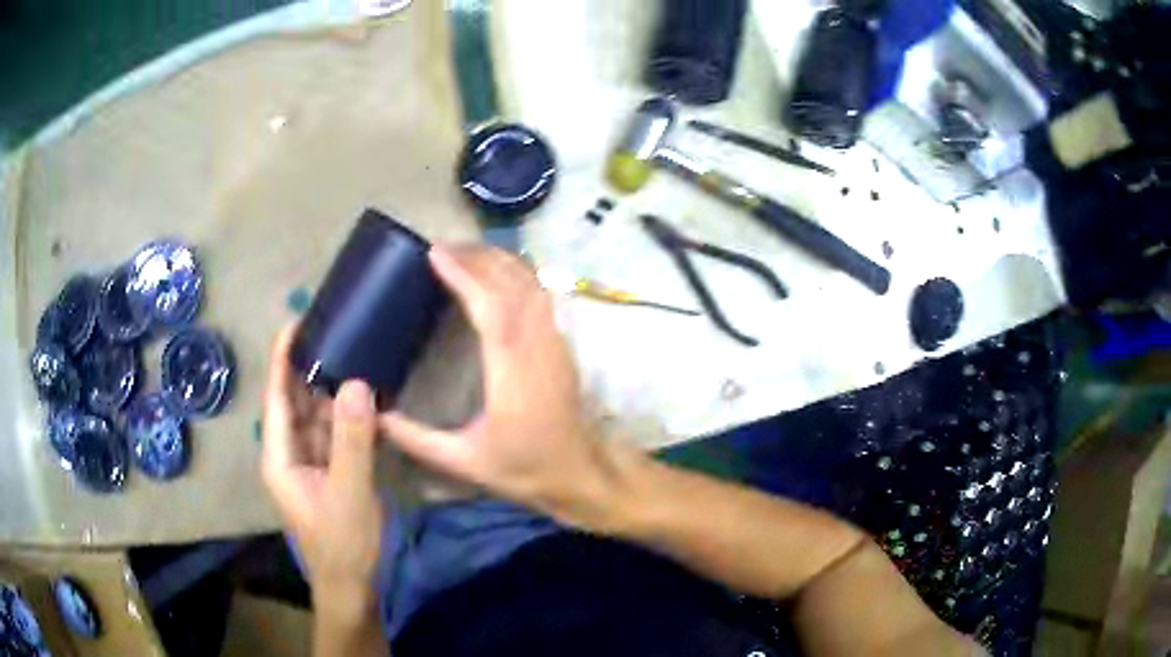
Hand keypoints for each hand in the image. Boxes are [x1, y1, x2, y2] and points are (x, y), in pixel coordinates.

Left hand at [261, 326, 383, 616]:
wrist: (353, 586)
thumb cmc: (343, 543)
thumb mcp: (349, 491)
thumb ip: (352, 439)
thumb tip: (356, 383)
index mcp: (280, 456)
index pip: (277, 396)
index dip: (283, 358)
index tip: (295, 321)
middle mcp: (289, 454)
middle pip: (296, 402)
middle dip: (311, 368)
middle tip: (336, 330)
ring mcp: (310, 464)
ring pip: (317, 418)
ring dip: (333, 391)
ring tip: (354, 354)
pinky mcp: (329, 473)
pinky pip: (335, 435)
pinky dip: (348, 417)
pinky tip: (367, 398)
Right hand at [380, 246, 624, 524]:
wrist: (580, 473)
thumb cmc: (525, 468)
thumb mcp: (465, 462)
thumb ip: (417, 439)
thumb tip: (376, 414)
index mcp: (513, 371)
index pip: (490, 306)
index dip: (464, 275)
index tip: (435, 253)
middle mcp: (538, 346)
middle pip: (512, 283)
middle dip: (478, 257)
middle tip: (441, 246)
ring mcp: (555, 341)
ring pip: (531, 283)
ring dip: (499, 261)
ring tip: (465, 252)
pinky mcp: (561, 344)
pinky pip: (541, 294)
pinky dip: (517, 274)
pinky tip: (497, 274)